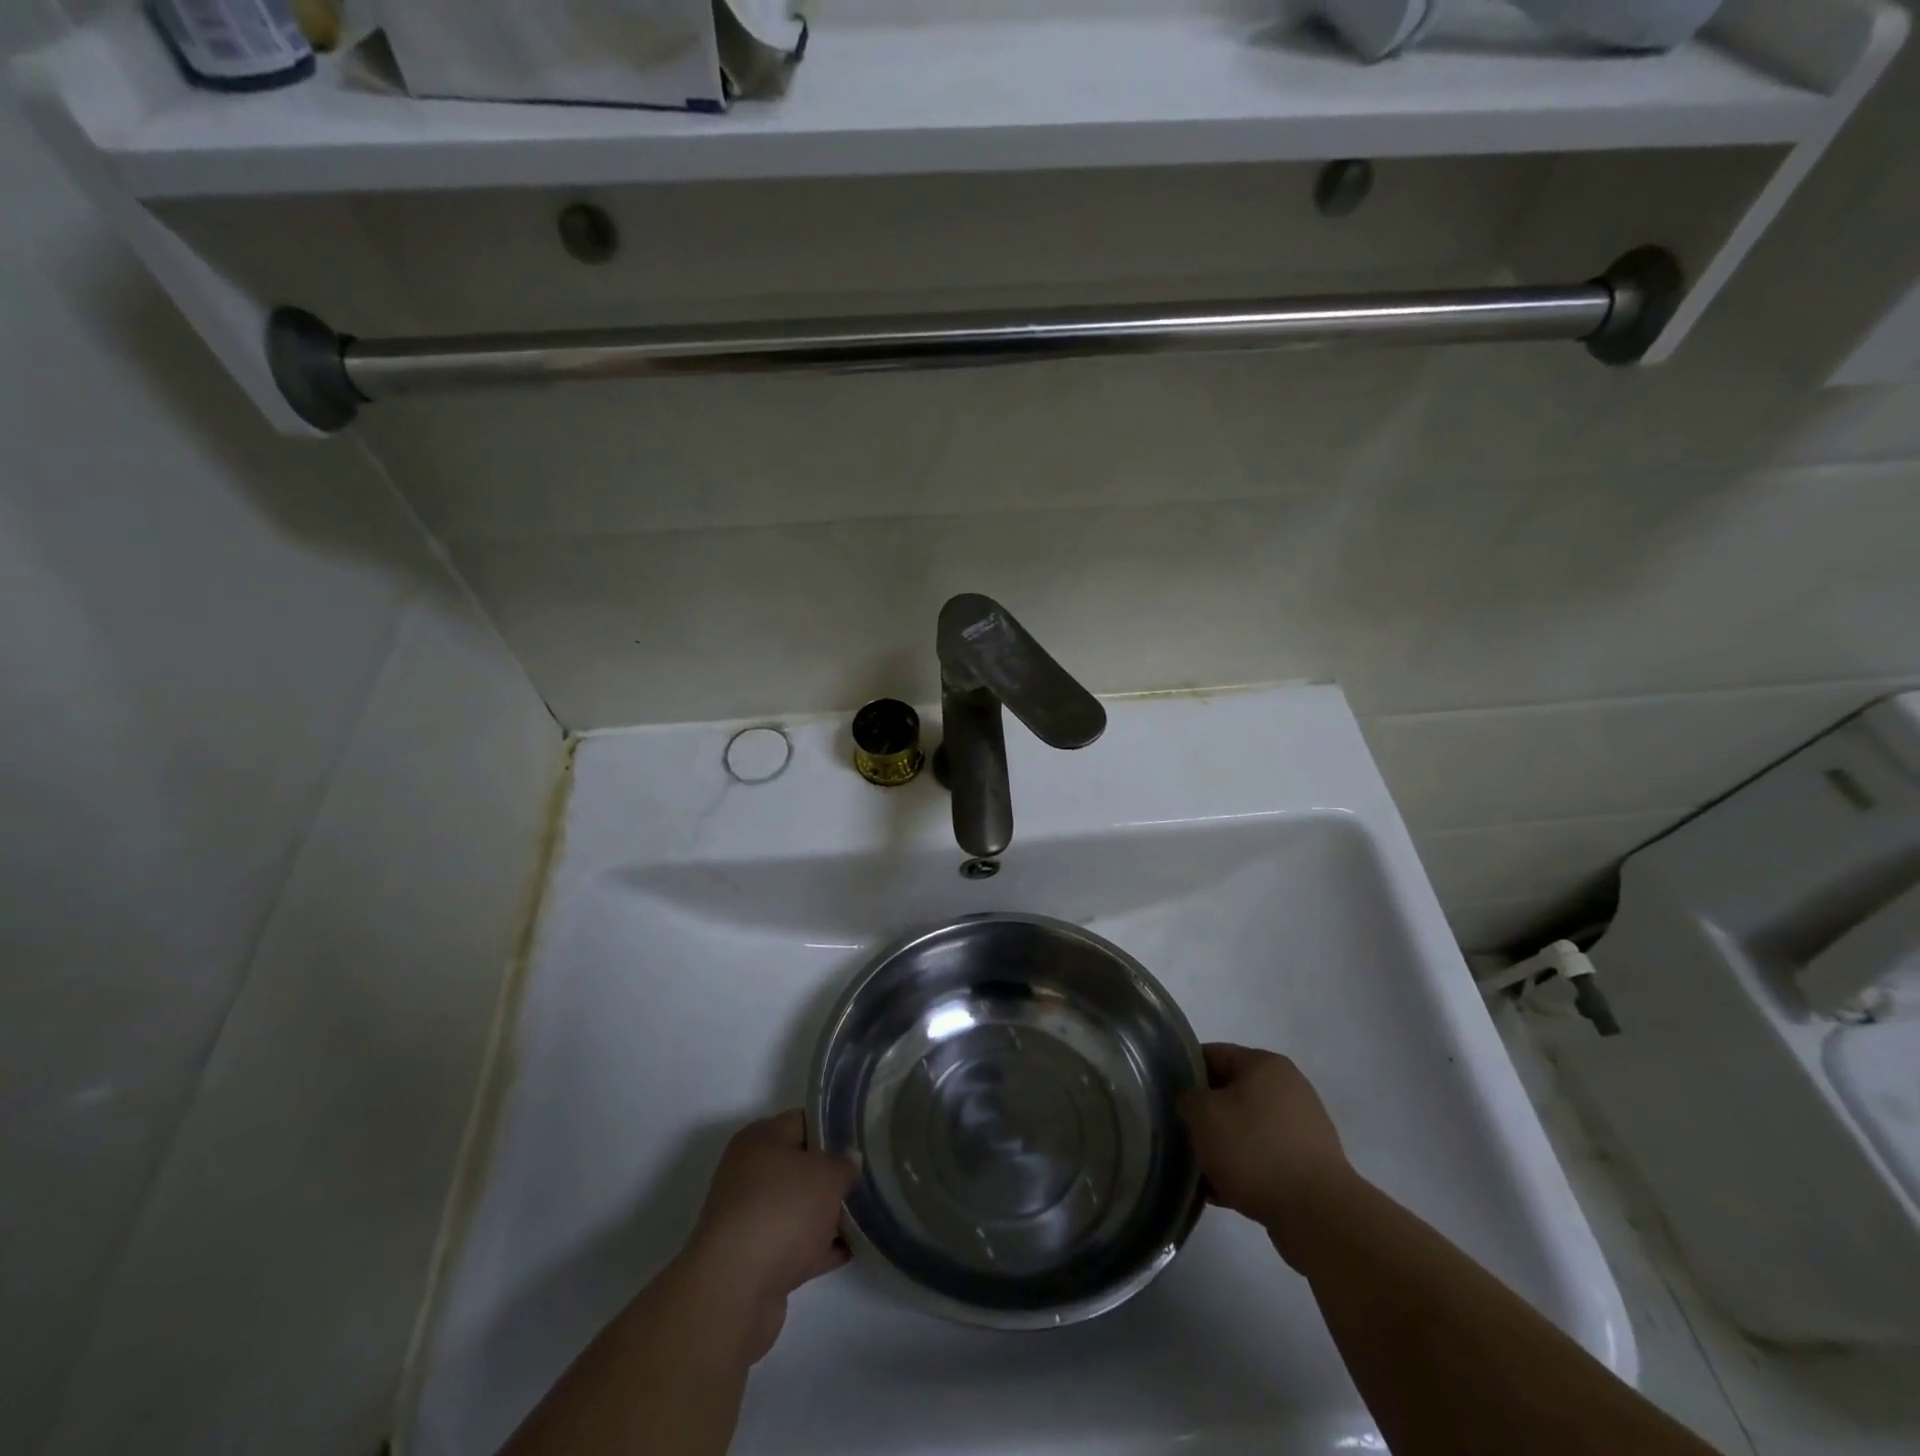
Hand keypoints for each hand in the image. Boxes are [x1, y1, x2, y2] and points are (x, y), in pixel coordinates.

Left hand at [680, 1110, 859, 1361]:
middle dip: (833, 1174)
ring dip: (827, 1213)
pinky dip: (818, 1246)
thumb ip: (844, 1163)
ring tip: (867, 1213)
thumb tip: (850, 1158)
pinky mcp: (756, 1259)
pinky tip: (850, 1249)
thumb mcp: (826, 1175)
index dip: (834, 1127)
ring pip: (798, 1207)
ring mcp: (751, 1218)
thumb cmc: (781, 1211)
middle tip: (867, 1177)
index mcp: (760, 1139)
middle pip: (800, 1165)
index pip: (803, 1120)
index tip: (863, 1138)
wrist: (734, 1291)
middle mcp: (750, 1173)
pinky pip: (795, 1243)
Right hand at [1178, 1044, 1355, 1265]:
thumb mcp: (1203, 1114)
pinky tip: (1218, 1193)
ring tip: (1197, 1169)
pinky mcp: (1308, 1167)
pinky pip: (1263, 1159)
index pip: (1214, 1054)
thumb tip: (1192, 1104)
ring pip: (1246, 1129)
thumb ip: (1188, 1099)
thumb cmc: (1254, 1149)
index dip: (1186, 1070)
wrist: (1317, 1215)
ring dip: (1221, 1145)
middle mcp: (1289, 1089)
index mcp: (1265, 1064)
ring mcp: (1302, 1129)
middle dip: (1204, 1113)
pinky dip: (1242, 1170)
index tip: (1166, 1093)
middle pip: (1231, 1092)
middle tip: (1180, 1132)